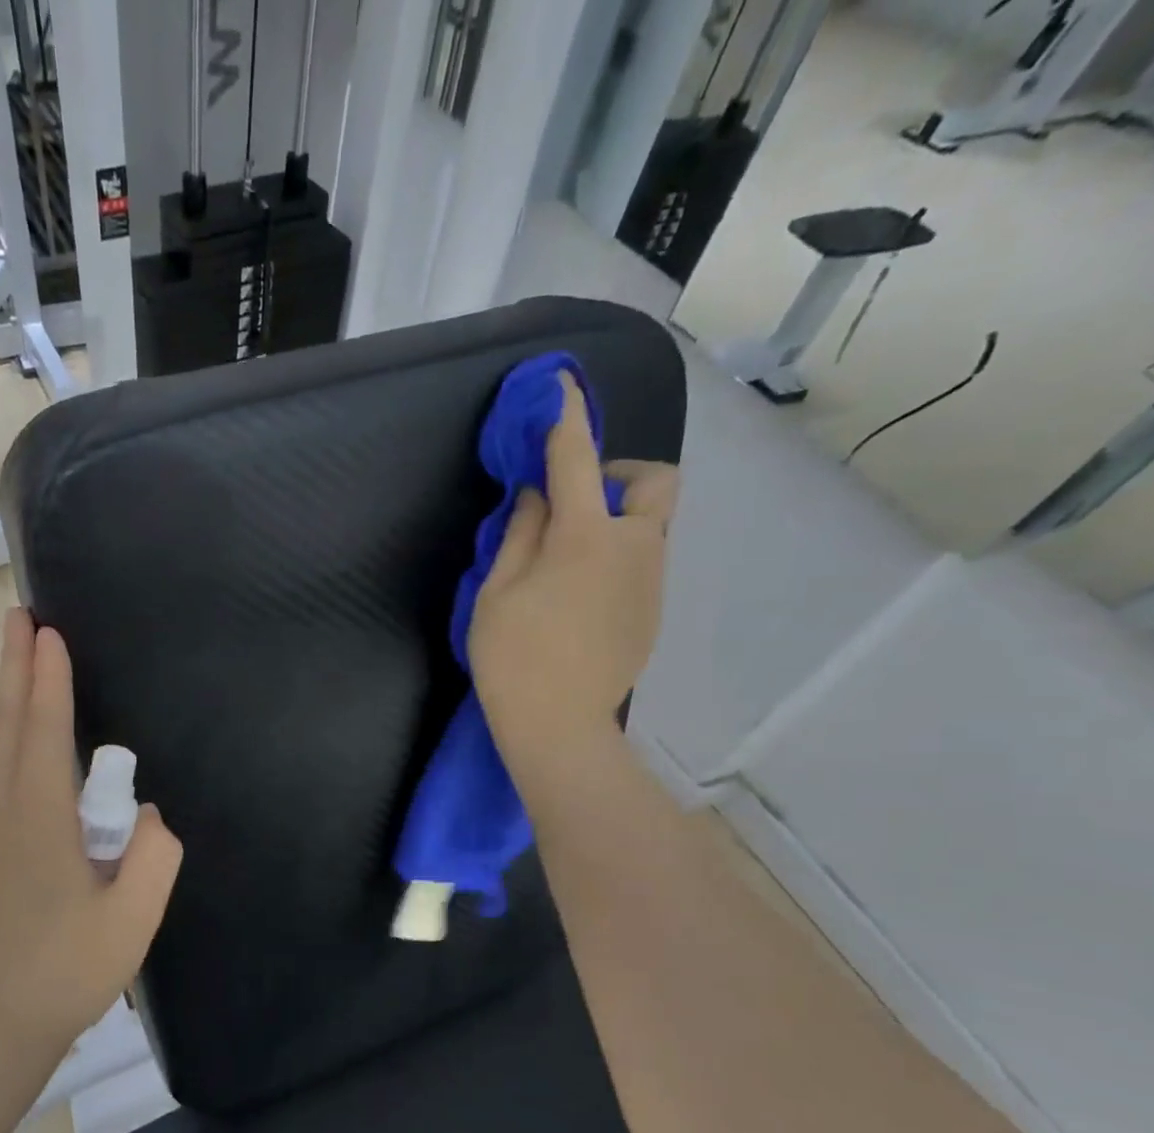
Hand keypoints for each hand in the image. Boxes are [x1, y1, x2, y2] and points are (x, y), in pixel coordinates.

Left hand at [0, 609, 182, 1054]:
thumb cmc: (69, 972)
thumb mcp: (135, 917)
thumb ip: (155, 854)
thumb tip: (147, 815)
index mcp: (40, 823)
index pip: (45, 733)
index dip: (48, 679)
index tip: (46, 631)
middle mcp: (2, 816)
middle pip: (7, 728)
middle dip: (13, 668)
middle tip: (16, 617)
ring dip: (12, 705)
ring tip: (26, 669)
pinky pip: (2, 790)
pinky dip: (16, 753)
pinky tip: (38, 763)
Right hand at [469, 372, 678, 759]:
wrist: (559, 725)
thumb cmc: (513, 656)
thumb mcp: (498, 592)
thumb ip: (520, 534)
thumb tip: (537, 496)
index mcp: (585, 537)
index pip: (576, 460)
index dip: (566, 418)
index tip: (562, 385)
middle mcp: (634, 547)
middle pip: (655, 483)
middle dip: (622, 475)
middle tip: (578, 503)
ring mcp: (652, 582)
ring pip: (651, 527)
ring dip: (617, 522)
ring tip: (568, 562)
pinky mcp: (654, 611)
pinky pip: (643, 565)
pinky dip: (617, 560)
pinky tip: (581, 600)